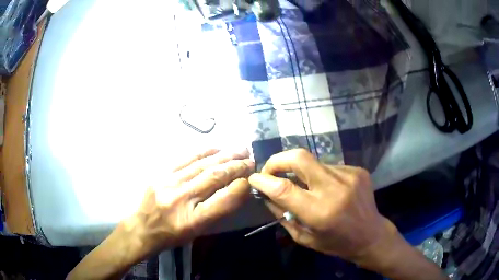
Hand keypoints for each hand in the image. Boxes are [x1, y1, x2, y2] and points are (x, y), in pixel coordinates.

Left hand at [68, 149, 254, 279]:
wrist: (141, 227)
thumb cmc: (170, 235)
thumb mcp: (196, 231)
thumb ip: (216, 212)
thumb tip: (236, 191)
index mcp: (192, 221)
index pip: (223, 201)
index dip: (241, 187)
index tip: (251, 179)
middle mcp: (181, 199)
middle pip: (214, 177)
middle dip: (236, 167)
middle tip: (251, 160)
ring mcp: (169, 183)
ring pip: (202, 165)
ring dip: (225, 156)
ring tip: (240, 149)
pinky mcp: (161, 173)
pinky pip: (186, 158)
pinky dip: (204, 152)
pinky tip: (217, 148)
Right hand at [249, 149, 447, 279]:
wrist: (371, 235)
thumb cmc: (336, 243)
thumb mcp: (304, 238)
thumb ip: (283, 215)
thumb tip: (266, 194)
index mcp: (320, 213)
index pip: (284, 188)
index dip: (264, 180)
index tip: (254, 179)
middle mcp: (335, 189)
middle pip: (300, 157)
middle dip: (278, 160)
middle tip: (271, 170)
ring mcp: (349, 176)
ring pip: (314, 162)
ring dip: (302, 172)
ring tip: (304, 186)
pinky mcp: (357, 170)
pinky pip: (329, 167)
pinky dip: (320, 175)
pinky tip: (327, 189)